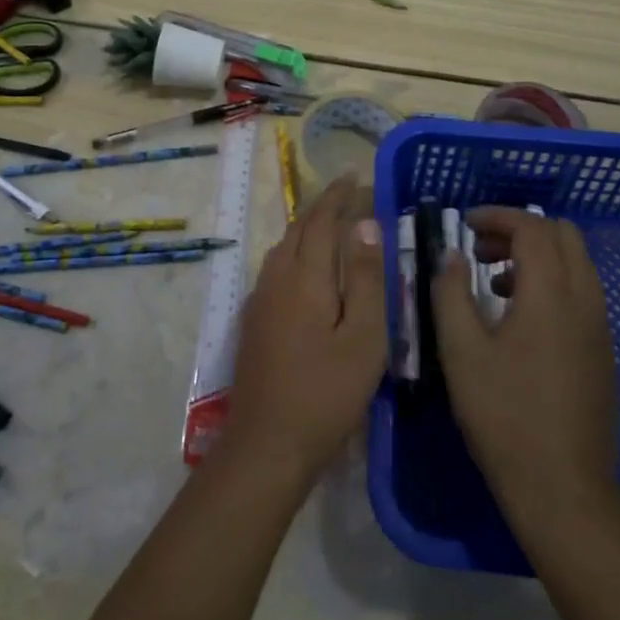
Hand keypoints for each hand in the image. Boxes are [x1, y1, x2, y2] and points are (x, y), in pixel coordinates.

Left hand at [225, 175, 387, 484]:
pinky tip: (307, 267)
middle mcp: (276, 279)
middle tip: (348, 192)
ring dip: (307, 227)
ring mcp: (260, 300)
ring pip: (283, 248)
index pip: (321, 221)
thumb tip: (365, 225)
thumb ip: (365, 279)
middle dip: (322, 206)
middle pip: (298, 229)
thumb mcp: (363, 338)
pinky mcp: (254, 321)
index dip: (338, 196)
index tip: (356, 176)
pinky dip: (296, 251)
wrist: (267, 443)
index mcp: (304, 277)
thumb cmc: (326, 393)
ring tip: (332, 222)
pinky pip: (276, 268)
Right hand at [433, 207, 619, 521]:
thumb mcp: (461, 351)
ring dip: (536, 256)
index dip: (497, 216)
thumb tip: (451, 256)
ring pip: (576, 264)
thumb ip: (451, 293)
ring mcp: (600, 328)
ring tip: (492, 282)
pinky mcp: (603, 352)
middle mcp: (585, 301)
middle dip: (520, 230)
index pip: (533, 228)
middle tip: (479, 249)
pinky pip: (581, 293)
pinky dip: (551, 282)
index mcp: (551, 295)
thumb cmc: (504, 415)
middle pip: (564, 236)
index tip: (464, 224)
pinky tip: (517, 318)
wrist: (562, 487)